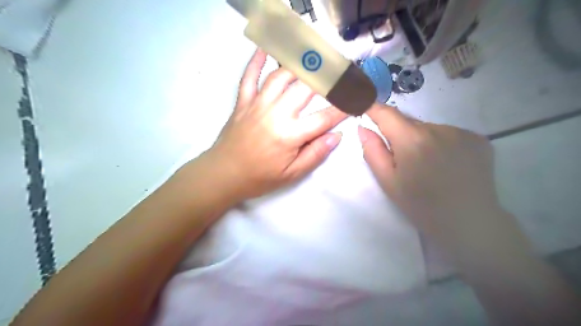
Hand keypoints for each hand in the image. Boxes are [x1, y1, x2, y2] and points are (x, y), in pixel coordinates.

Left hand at [202, 48, 343, 201]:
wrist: (224, 174)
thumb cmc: (260, 177)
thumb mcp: (292, 174)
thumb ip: (315, 153)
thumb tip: (336, 135)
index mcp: (290, 135)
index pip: (324, 117)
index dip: (342, 108)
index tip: (355, 99)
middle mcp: (276, 113)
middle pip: (305, 88)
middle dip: (326, 78)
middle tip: (339, 70)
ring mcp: (257, 104)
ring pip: (280, 76)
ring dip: (298, 65)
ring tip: (313, 60)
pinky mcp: (243, 102)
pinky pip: (249, 76)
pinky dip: (256, 61)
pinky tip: (265, 49)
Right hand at [359, 105, 530, 264]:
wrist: (469, 223)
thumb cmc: (421, 206)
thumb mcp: (388, 182)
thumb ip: (373, 151)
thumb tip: (363, 128)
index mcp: (412, 140)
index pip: (386, 113)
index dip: (372, 107)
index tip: (363, 104)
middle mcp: (438, 129)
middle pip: (408, 121)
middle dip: (398, 131)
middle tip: (400, 156)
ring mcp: (461, 132)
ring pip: (428, 128)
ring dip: (420, 138)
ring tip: (426, 164)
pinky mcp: (478, 138)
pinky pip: (448, 133)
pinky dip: (440, 142)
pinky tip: (446, 163)